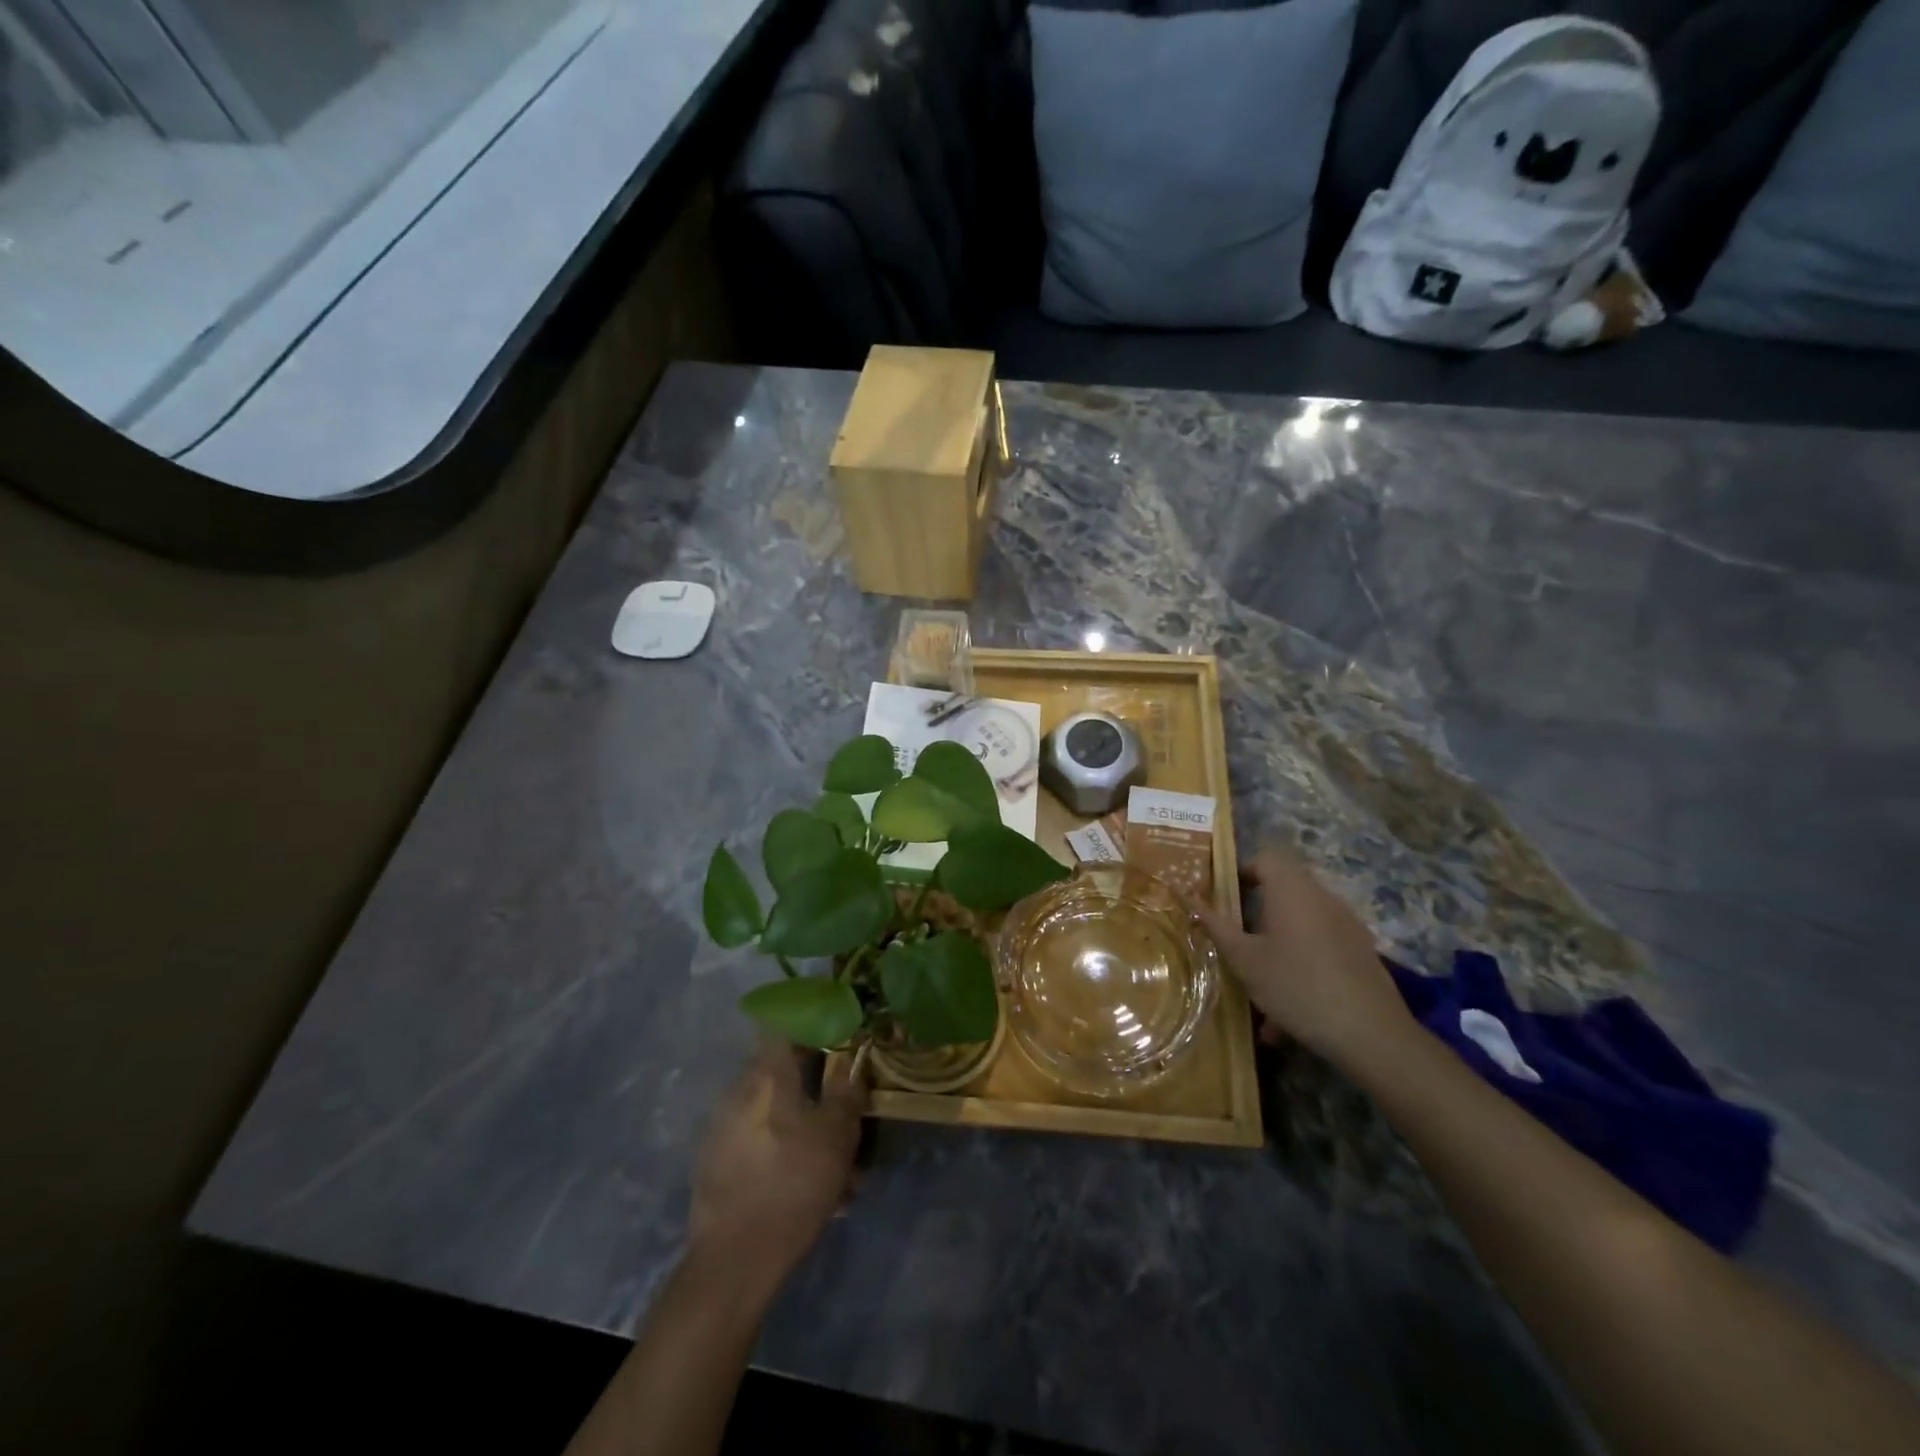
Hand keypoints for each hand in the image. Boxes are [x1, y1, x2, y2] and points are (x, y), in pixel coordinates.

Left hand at [689, 1046, 865, 1283]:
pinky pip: (755, 1142)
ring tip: (832, 1170)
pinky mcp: (713, 1163)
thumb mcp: (837, 1137)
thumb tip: (849, 1061)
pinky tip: (803, 1187)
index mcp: (767, 1077)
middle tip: (840, 1118)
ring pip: (771, 1114)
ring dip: (801, 1129)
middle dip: (813, 1091)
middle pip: (780, 1074)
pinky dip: (780, 1154)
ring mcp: (721, 1128)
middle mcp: (739, 1092)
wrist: (734, 1259)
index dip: (811, 1030)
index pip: (785, 1029)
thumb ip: (845, 1092)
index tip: (835, 1043)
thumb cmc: (793, 1185)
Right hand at [1192, 849, 1414, 1069]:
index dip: (1239, 872)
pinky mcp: (1360, 953)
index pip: (1264, 858)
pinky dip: (1298, 969)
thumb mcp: (1244, 959)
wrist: (1371, 1034)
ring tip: (1257, 994)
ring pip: (1299, 927)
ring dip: (1274, 950)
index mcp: (1292, 890)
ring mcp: (1346, 926)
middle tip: (1235, 944)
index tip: (1222, 901)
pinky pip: (1318, 950)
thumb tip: (1188, 897)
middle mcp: (1322, 898)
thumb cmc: (1296, 986)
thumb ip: (1215, 925)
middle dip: (1254, 917)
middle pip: (1282, 892)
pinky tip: (1285, 1020)